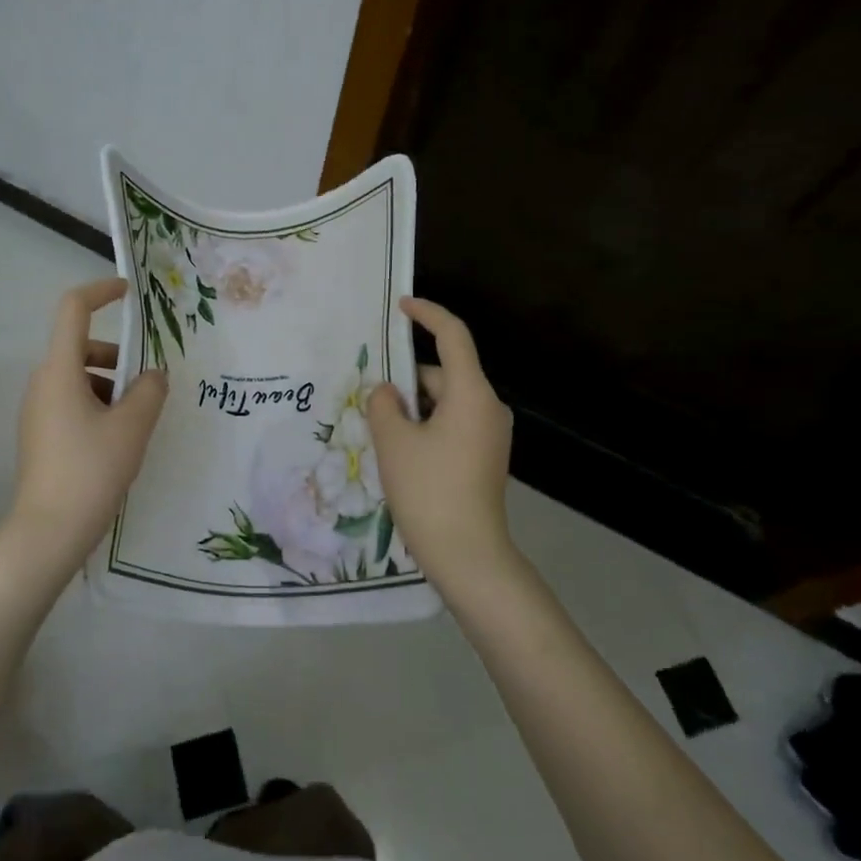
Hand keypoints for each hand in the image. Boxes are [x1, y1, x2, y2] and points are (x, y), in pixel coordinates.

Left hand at [8, 278, 168, 567]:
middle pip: (81, 347)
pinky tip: (120, 441)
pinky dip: (99, 406)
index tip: (129, 293)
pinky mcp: (40, 435)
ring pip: (79, 378)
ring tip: (139, 420)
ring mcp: (38, 411)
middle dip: (118, 356)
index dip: (100, 291)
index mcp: (59, 370)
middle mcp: (42, 383)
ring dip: (111, 385)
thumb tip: (154, 375)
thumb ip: (150, 391)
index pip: (73, 309)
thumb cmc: (90, 470)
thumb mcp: (132, 427)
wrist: (47, 533)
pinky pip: (73, 403)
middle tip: (149, 384)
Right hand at [366, 297, 513, 579]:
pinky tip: (402, 453)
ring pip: (445, 402)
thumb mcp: (393, 441)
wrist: (467, 555)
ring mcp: (491, 434)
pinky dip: (426, 426)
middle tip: (370, 400)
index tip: (401, 305)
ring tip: (380, 433)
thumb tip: (388, 393)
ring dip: (414, 408)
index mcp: (472, 393)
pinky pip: (452, 424)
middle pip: (443, 373)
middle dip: (406, 381)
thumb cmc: (428, 489)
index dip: (427, 314)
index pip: (453, 336)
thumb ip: (383, 404)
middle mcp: (489, 407)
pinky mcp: (486, 456)